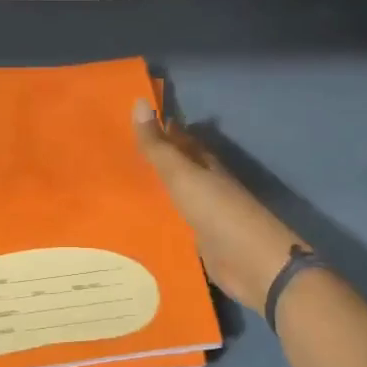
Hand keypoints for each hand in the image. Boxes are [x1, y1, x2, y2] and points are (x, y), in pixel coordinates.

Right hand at [132, 100, 303, 312]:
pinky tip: (134, 226)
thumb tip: (137, 101)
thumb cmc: (219, 213)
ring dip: (152, 194)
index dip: (159, 129)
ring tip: (114, 191)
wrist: (253, 265)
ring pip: (173, 199)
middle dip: (151, 162)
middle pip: (176, 169)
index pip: (179, 140)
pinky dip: (158, 223)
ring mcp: (204, 217)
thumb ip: (158, 146)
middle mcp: (206, 186)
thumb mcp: (183, 175)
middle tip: (113, 157)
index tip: (128, 121)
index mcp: (205, 165)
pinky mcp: (200, 245)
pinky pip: (174, 227)